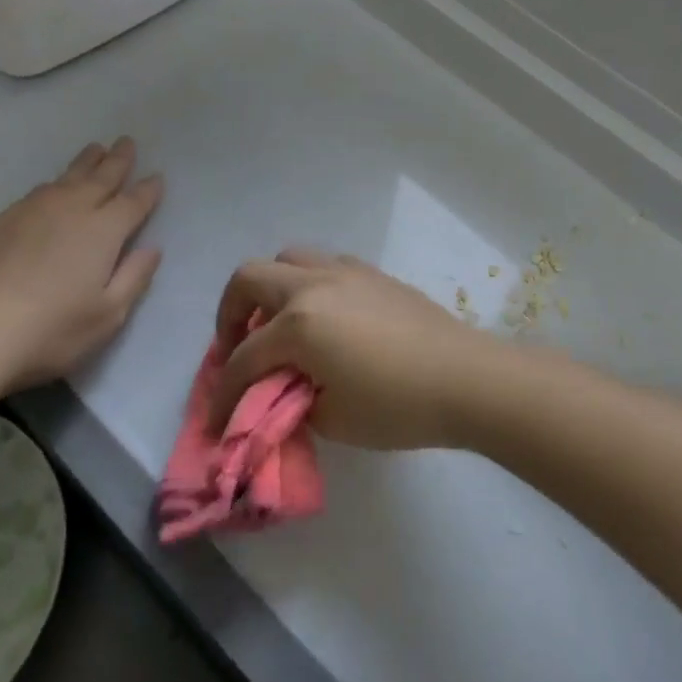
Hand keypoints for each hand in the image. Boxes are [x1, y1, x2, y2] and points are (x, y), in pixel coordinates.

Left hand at [0, 137, 162, 395]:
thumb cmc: (49, 330)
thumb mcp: (107, 315)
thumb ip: (134, 278)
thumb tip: (152, 248)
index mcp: (103, 231)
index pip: (133, 203)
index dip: (147, 190)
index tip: (157, 177)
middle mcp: (69, 211)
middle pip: (100, 178)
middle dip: (117, 160)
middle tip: (127, 141)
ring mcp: (30, 213)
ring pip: (65, 179)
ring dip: (85, 163)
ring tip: (95, 150)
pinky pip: (35, 193)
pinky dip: (53, 184)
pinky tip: (50, 188)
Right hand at [213, 250, 505, 449]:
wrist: (465, 377)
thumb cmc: (398, 405)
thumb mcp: (333, 418)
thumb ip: (293, 401)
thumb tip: (283, 391)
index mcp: (299, 324)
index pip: (244, 359)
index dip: (223, 395)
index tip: (216, 422)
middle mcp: (315, 285)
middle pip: (250, 278)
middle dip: (230, 313)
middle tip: (237, 347)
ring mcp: (347, 272)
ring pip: (289, 258)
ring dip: (271, 289)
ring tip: (278, 324)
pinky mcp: (373, 273)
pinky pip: (324, 264)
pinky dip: (307, 285)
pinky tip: (322, 317)